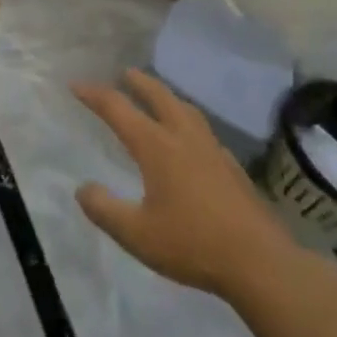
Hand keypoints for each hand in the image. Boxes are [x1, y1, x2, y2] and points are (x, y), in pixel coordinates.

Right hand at [73, 69, 303, 302]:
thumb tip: (83, 188)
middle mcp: (183, 137)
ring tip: (157, 96)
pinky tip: (190, 139)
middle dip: (138, 82)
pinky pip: (202, 129)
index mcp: (156, 146)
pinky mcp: (232, 167)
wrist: (260, 262)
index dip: (94, 95)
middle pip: (158, 96)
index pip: (117, 108)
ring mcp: (212, 149)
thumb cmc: (193, 244)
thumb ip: (105, 210)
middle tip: (124, 73)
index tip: (76, 86)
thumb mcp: (137, 235)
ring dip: (166, 96)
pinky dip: (186, 120)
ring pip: (185, 109)